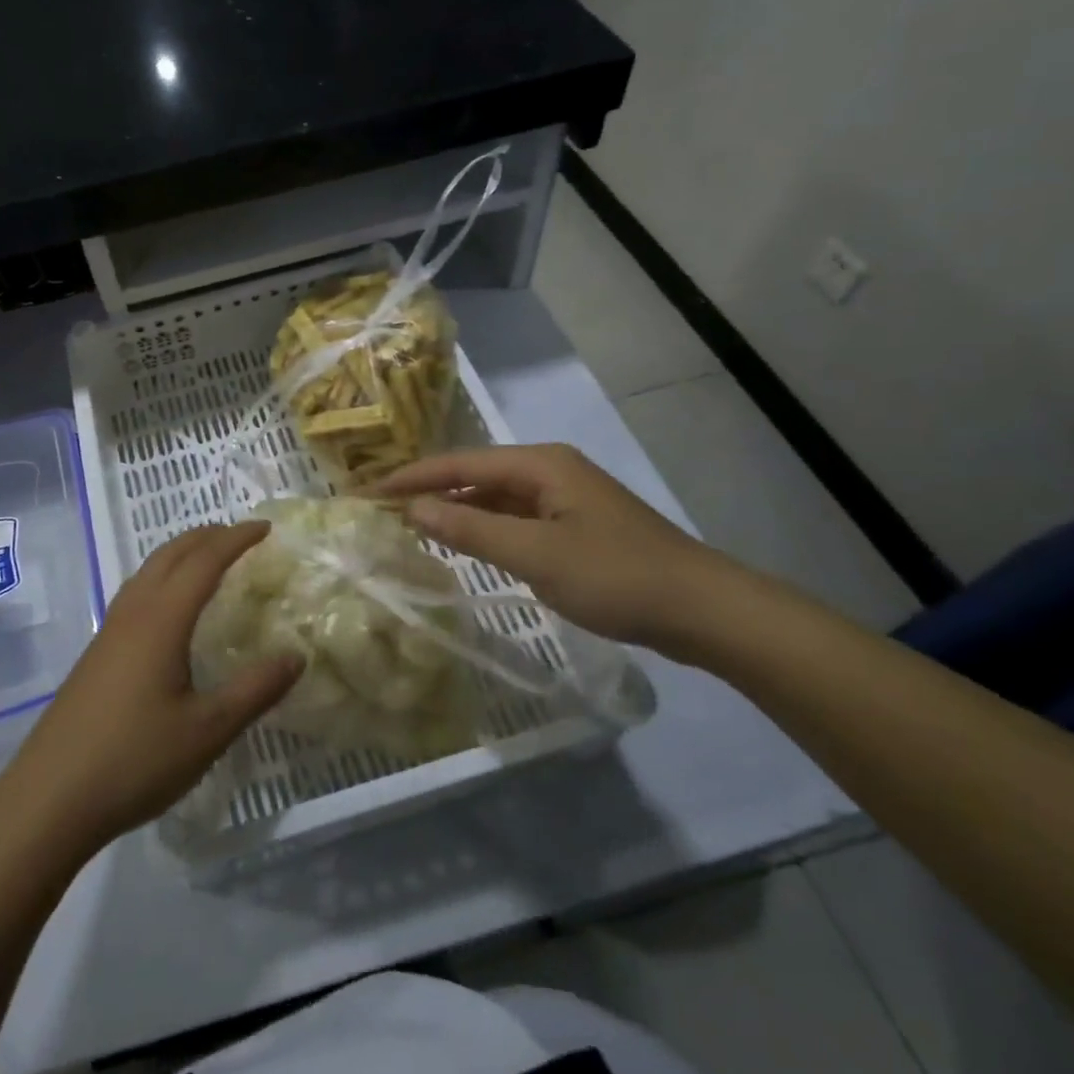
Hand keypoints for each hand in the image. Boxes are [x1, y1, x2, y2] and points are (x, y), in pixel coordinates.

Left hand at [0, 522, 302, 853]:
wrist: (49, 798)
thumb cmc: (135, 760)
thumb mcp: (208, 730)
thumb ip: (255, 689)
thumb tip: (296, 655)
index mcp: (162, 619)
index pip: (205, 560)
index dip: (236, 539)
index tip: (266, 527)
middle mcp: (134, 612)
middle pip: (171, 554)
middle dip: (207, 536)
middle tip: (241, 535)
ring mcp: (109, 631)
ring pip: (148, 570)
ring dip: (181, 553)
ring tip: (208, 560)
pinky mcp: (97, 653)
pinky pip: (136, 593)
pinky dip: (162, 578)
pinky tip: (168, 609)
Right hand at [376, 444, 748, 653]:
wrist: (703, 610)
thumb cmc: (616, 576)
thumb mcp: (536, 555)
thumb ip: (471, 530)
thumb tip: (413, 508)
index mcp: (540, 464)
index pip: (459, 462)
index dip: (412, 476)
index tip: (369, 491)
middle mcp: (550, 470)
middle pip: (476, 474)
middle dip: (431, 490)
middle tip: (384, 509)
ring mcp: (565, 498)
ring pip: (495, 497)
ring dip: (457, 509)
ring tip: (413, 525)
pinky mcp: (576, 526)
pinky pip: (516, 518)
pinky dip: (485, 529)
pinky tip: (467, 545)